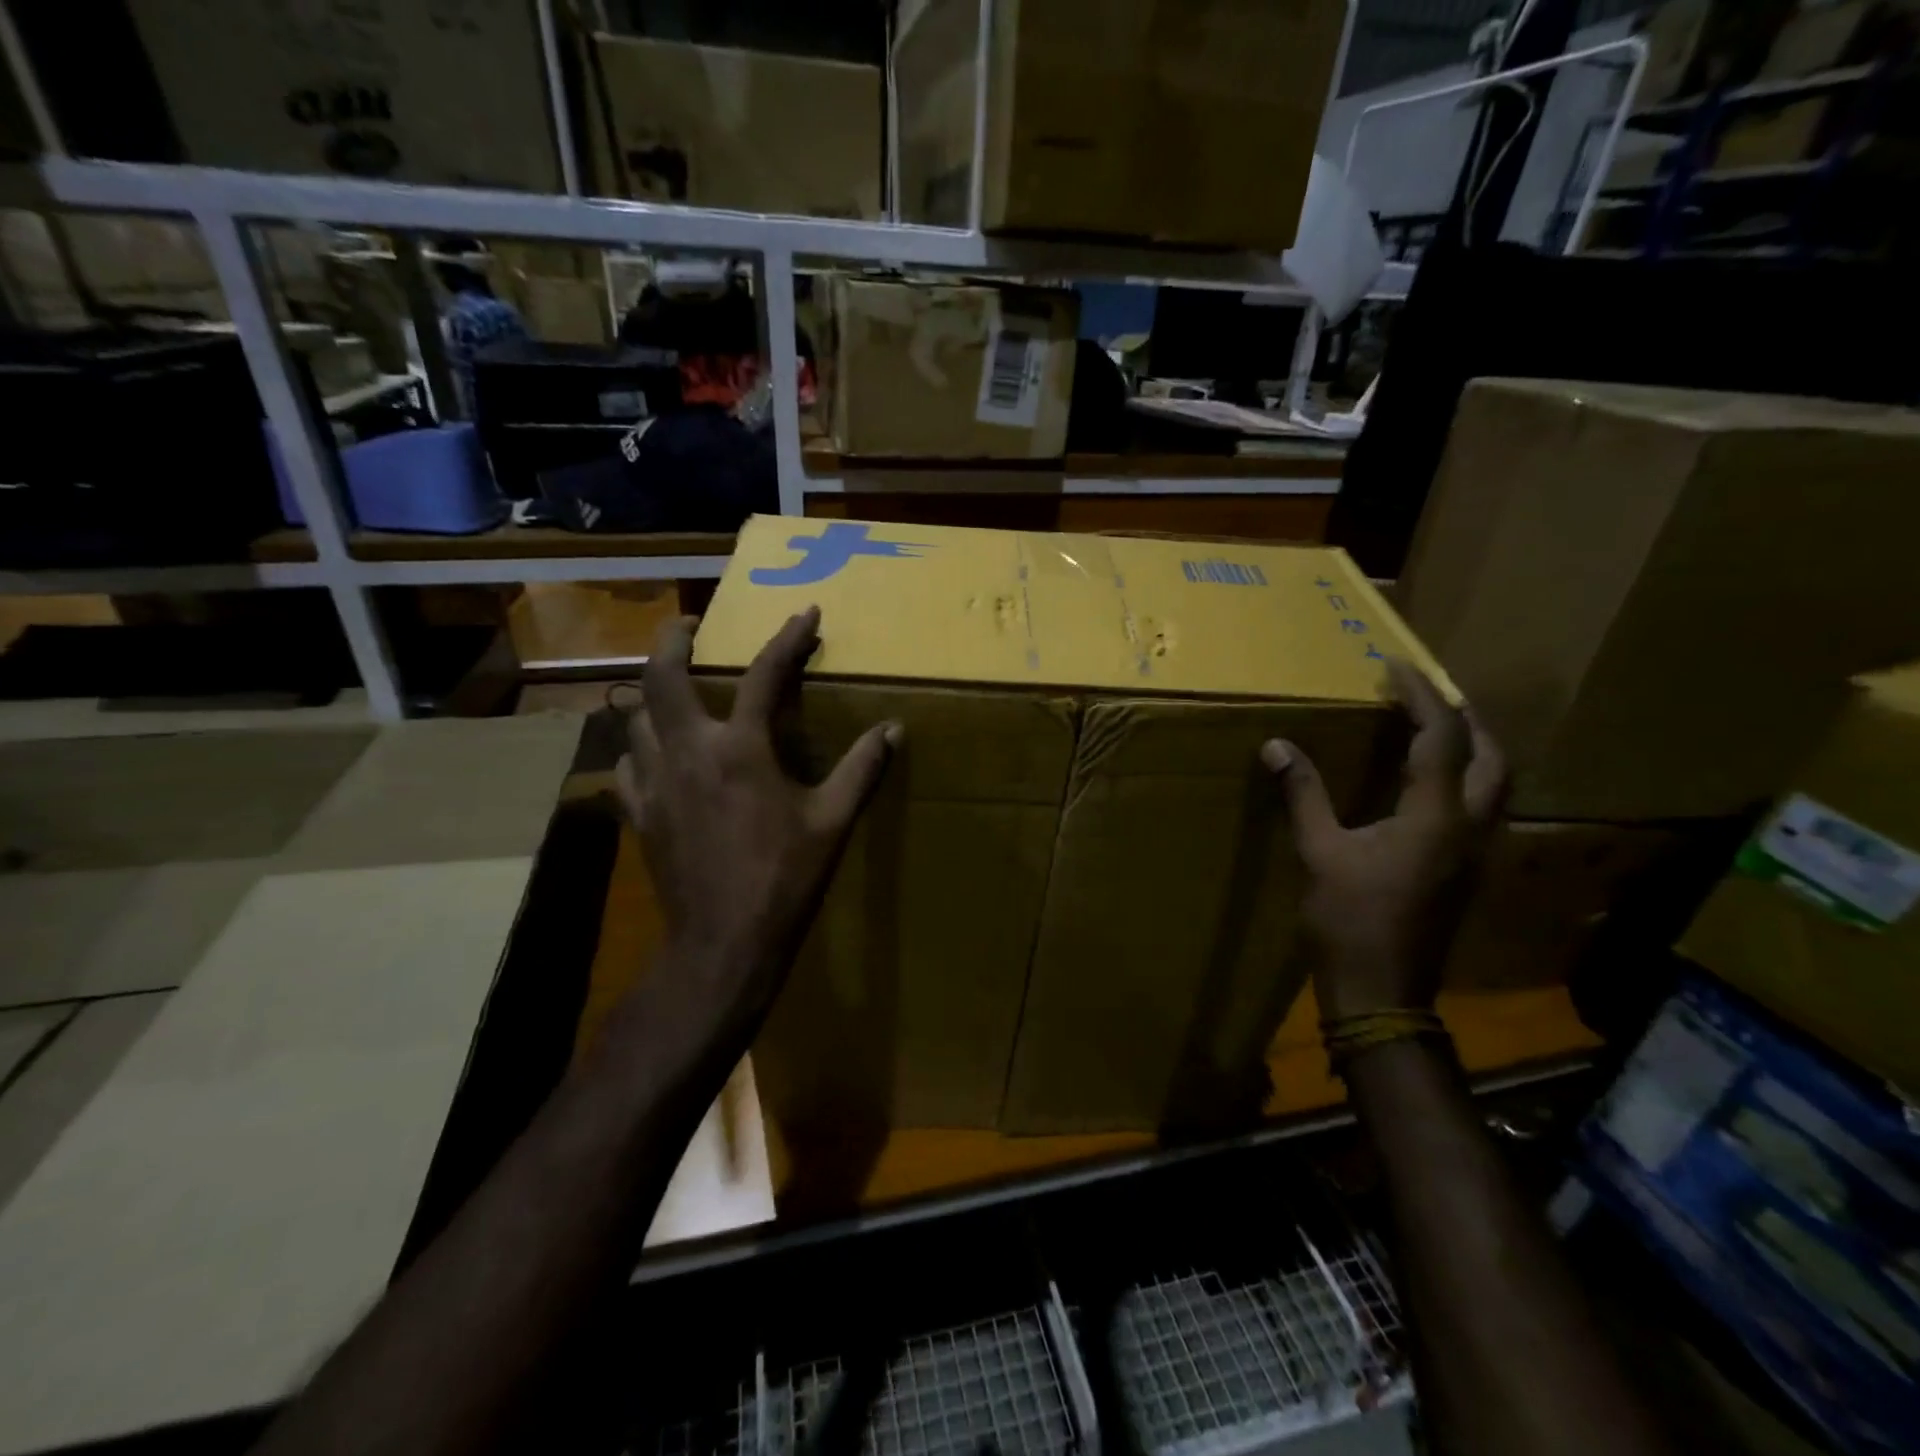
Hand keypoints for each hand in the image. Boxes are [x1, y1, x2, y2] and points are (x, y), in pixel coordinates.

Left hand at [615, 608, 899, 1021]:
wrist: (724, 942)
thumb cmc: (785, 878)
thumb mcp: (833, 821)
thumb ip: (862, 769)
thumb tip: (893, 730)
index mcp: (741, 749)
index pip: (764, 674)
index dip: (787, 638)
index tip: (804, 613)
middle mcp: (689, 751)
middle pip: (662, 677)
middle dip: (672, 640)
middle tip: (687, 625)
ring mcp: (655, 783)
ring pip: (634, 718)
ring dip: (652, 695)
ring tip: (671, 690)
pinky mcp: (639, 814)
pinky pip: (626, 764)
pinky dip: (638, 749)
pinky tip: (654, 756)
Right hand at [1263, 660, 1505, 1019]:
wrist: (1382, 992)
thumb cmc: (1349, 920)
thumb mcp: (1320, 852)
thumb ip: (1304, 795)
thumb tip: (1277, 746)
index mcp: (1435, 817)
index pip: (1443, 738)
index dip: (1421, 696)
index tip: (1395, 667)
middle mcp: (1470, 828)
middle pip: (1492, 757)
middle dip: (1465, 718)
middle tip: (1426, 697)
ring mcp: (1475, 852)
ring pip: (1495, 784)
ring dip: (1472, 748)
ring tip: (1432, 730)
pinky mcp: (1466, 871)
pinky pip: (1480, 807)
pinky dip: (1463, 779)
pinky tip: (1427, 783)